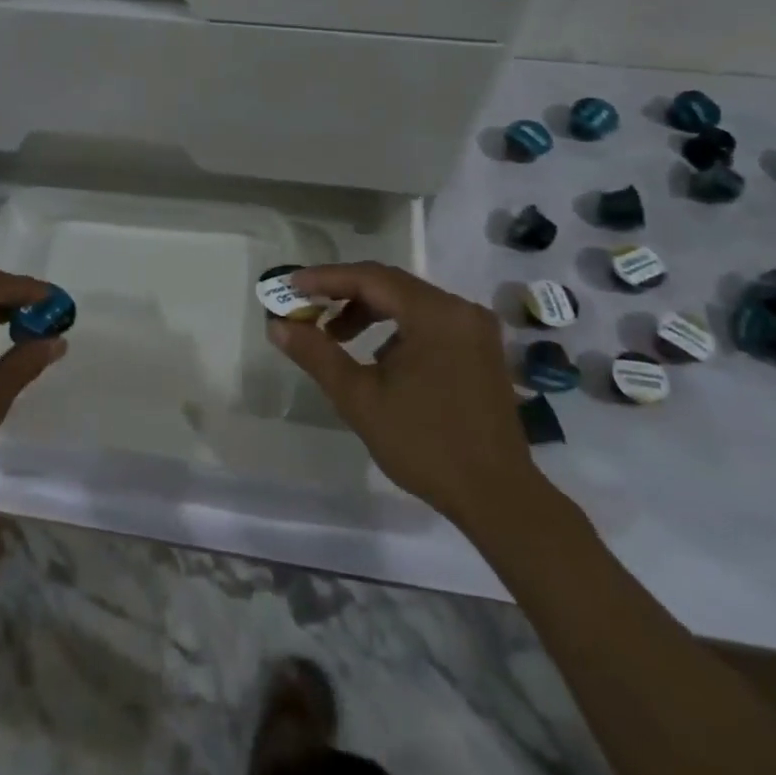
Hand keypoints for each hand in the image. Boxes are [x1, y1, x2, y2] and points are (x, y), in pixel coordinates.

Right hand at [265, 263, 540, 530]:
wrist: (498, 497)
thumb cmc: (425, 444)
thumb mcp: (359, 398)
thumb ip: (316, 354)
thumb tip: (277, 325)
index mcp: (434, 313)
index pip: (369, 278)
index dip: (325, 278)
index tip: (289, 286)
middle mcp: (459, 309)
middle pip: (390, 285)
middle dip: (344, 294)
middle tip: (307, 309)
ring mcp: (475, 328)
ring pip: (409, 302)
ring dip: (369, 312)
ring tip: (336, 338)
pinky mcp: (481, 348)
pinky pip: (429, 321)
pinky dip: (396, 328)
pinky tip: (378, 358)